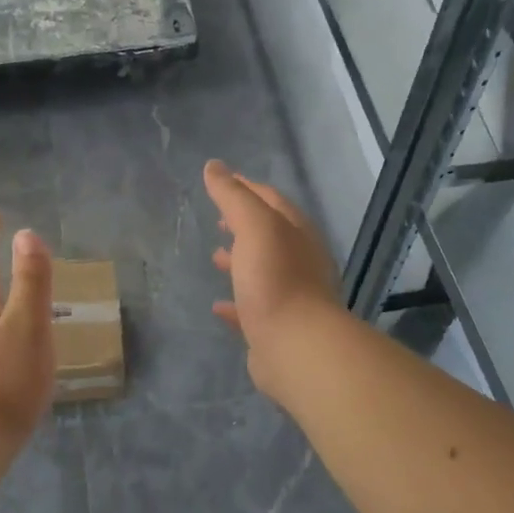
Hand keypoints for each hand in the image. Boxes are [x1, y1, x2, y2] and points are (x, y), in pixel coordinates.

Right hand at [205, 160, 341, 391]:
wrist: (296, 346)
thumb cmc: (275, 278)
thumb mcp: (253, 226)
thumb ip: (233, 196)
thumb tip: (214, 166)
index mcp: (297, 232)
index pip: (271, 199)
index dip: (245, 187)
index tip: (220, 181)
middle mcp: (299, 261)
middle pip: (269, 235)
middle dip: (243, 225)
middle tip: (218, 221)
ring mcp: (290, 296)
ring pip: (262, 270)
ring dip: (240, 260)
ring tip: (215, 257)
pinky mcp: (277, 328)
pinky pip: (253, 308)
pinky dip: (235, 302)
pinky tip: (218, 306)